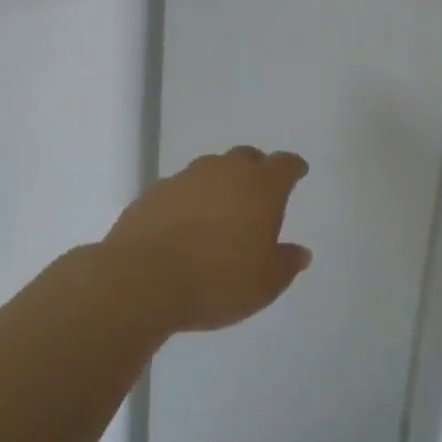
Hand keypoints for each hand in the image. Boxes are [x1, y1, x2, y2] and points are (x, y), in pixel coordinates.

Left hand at [105, 147, 312, 332]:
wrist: (141, 279)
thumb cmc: (217, 280)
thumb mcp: (265, 284)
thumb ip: (286, 264)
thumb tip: (301, 252)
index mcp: (260, 186)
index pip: (284, 164)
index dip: (293, 168)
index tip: (298, 172)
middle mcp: (224, 171)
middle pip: (247, 157)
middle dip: (257, 170)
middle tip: (259, 193)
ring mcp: (186, 178)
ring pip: (211, 170)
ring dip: (220, 184)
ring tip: (220, 212)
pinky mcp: (154, 193)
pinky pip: (181, 189)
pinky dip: (189, 201)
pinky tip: (185, 226)